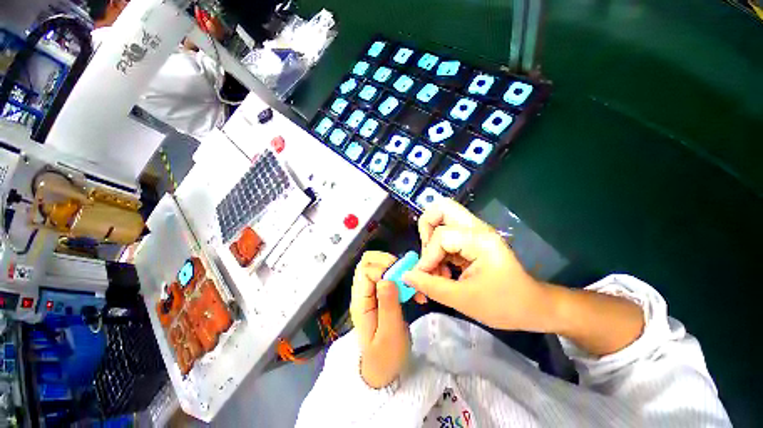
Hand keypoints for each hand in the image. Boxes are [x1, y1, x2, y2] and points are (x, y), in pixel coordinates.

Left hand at [350, 252, 409, 387]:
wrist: (381, 370)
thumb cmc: (385, 356)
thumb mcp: (389, 334)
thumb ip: (388, 305)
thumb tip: (387, 278)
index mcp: (360, 301)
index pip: (366, 270)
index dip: (384, 269)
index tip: (402, 281)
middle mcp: (362, 292)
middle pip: (367, 261)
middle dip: (388, 261)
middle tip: (405, 276)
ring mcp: (369, 291)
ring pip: (376, 265)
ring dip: (395, 268)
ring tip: (409, 283)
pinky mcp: (378, 293)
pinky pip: (385, 275)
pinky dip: (398, 276)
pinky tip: (410, 289)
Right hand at [403, 200, 554, 332]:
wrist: (533, 308)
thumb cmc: (505, 305)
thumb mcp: (463, 300)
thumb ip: (430, 286)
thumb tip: (406, 275)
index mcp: (480, 240)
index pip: (441, 236)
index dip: (427, 257)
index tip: (422, 278)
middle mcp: (476, 228)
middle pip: (441, 208)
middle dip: (426, 229)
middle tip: (427, 255)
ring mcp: (474, 232)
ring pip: (441, 221)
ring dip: (431, 245)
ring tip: (435, 272)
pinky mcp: (471, 240)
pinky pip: (445, 236)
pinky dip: (438, 252)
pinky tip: (442, 273)